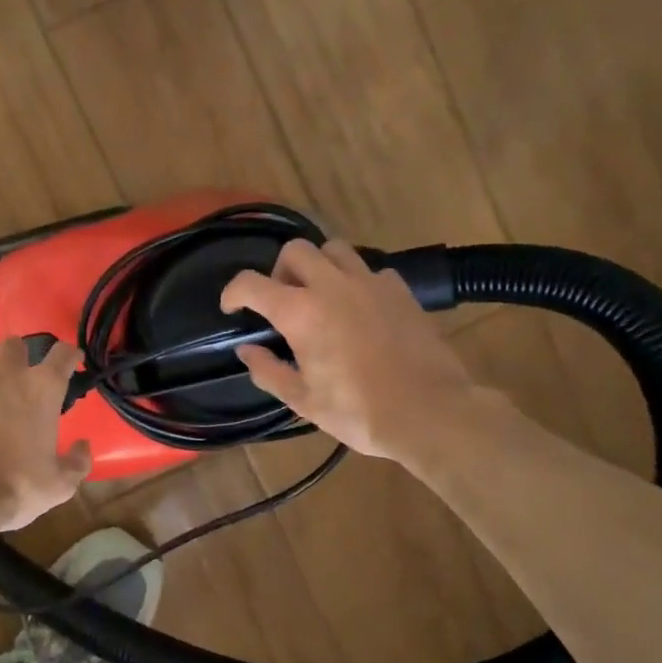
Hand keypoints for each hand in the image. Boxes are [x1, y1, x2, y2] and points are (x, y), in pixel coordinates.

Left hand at [0, 339, 91, 538]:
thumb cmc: (16, 487)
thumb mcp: (60, 484)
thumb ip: (77, 462)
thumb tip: (83, 447)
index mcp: (40, 388)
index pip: (63, 353)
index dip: (70, 355)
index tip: (72, 361)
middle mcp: (4, 374)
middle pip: (14, 344)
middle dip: (20, 356)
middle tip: (22, 377)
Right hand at [220, 238, 481, 465]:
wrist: (429, 413)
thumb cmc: (357, 411)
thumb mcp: (302, 400)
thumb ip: (268, 371)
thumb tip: (247, 351)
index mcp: (300, 312)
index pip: (251, 283)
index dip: (233, 292)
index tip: (232, 308)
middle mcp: (331, 286)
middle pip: (295, 250)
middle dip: (279, 270)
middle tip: (282, 301)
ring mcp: (370, 283)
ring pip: (334, 249)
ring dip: (318, 266)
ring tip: (320, 296)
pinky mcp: (400, 290)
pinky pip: (370, 269)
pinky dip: (356, 281)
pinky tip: (359, 308)